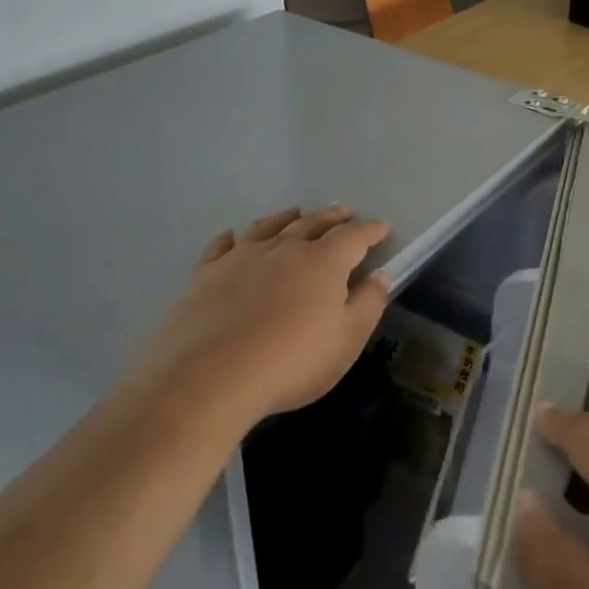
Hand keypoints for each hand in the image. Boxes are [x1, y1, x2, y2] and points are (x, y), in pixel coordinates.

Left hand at [140, 206, 392, 424]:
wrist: (209, 378)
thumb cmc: (291, 361)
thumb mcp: (347, 340)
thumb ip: (368, 304)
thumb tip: (379, 276)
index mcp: (323, 261)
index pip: (354, 236)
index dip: (370, 230)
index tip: (382, 228)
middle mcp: (284, 249)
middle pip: (312, 223)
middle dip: (331, 217)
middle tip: (342, 210)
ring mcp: (242, 258)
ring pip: (268, 227)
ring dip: (286, 218)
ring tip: (295, 212)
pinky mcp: (206, 275)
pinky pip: (221, 247)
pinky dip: (230, 238)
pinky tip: (231, 236)